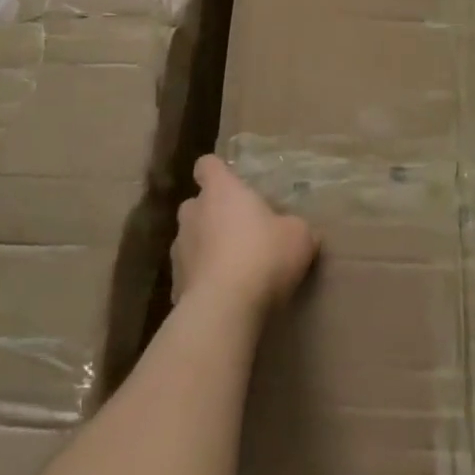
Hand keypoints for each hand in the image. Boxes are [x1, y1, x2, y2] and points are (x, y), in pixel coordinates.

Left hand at [172, 156, 318, 315]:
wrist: (224, 309)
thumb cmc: (263, 256)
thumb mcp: (299, 236)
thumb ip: (294, 227)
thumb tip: (295, 230)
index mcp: (221, 191)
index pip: (207, 165)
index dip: (218, 172)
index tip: (232, 183)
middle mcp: (193, 213)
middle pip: (197, 204)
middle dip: (213, 214)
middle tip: (240, 230)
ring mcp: (178, 249)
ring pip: (190, 240)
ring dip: (206, 248)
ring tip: (233, 268)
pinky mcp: (175, 285)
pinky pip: (190, 275)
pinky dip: (203, 281)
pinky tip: (224, 297)